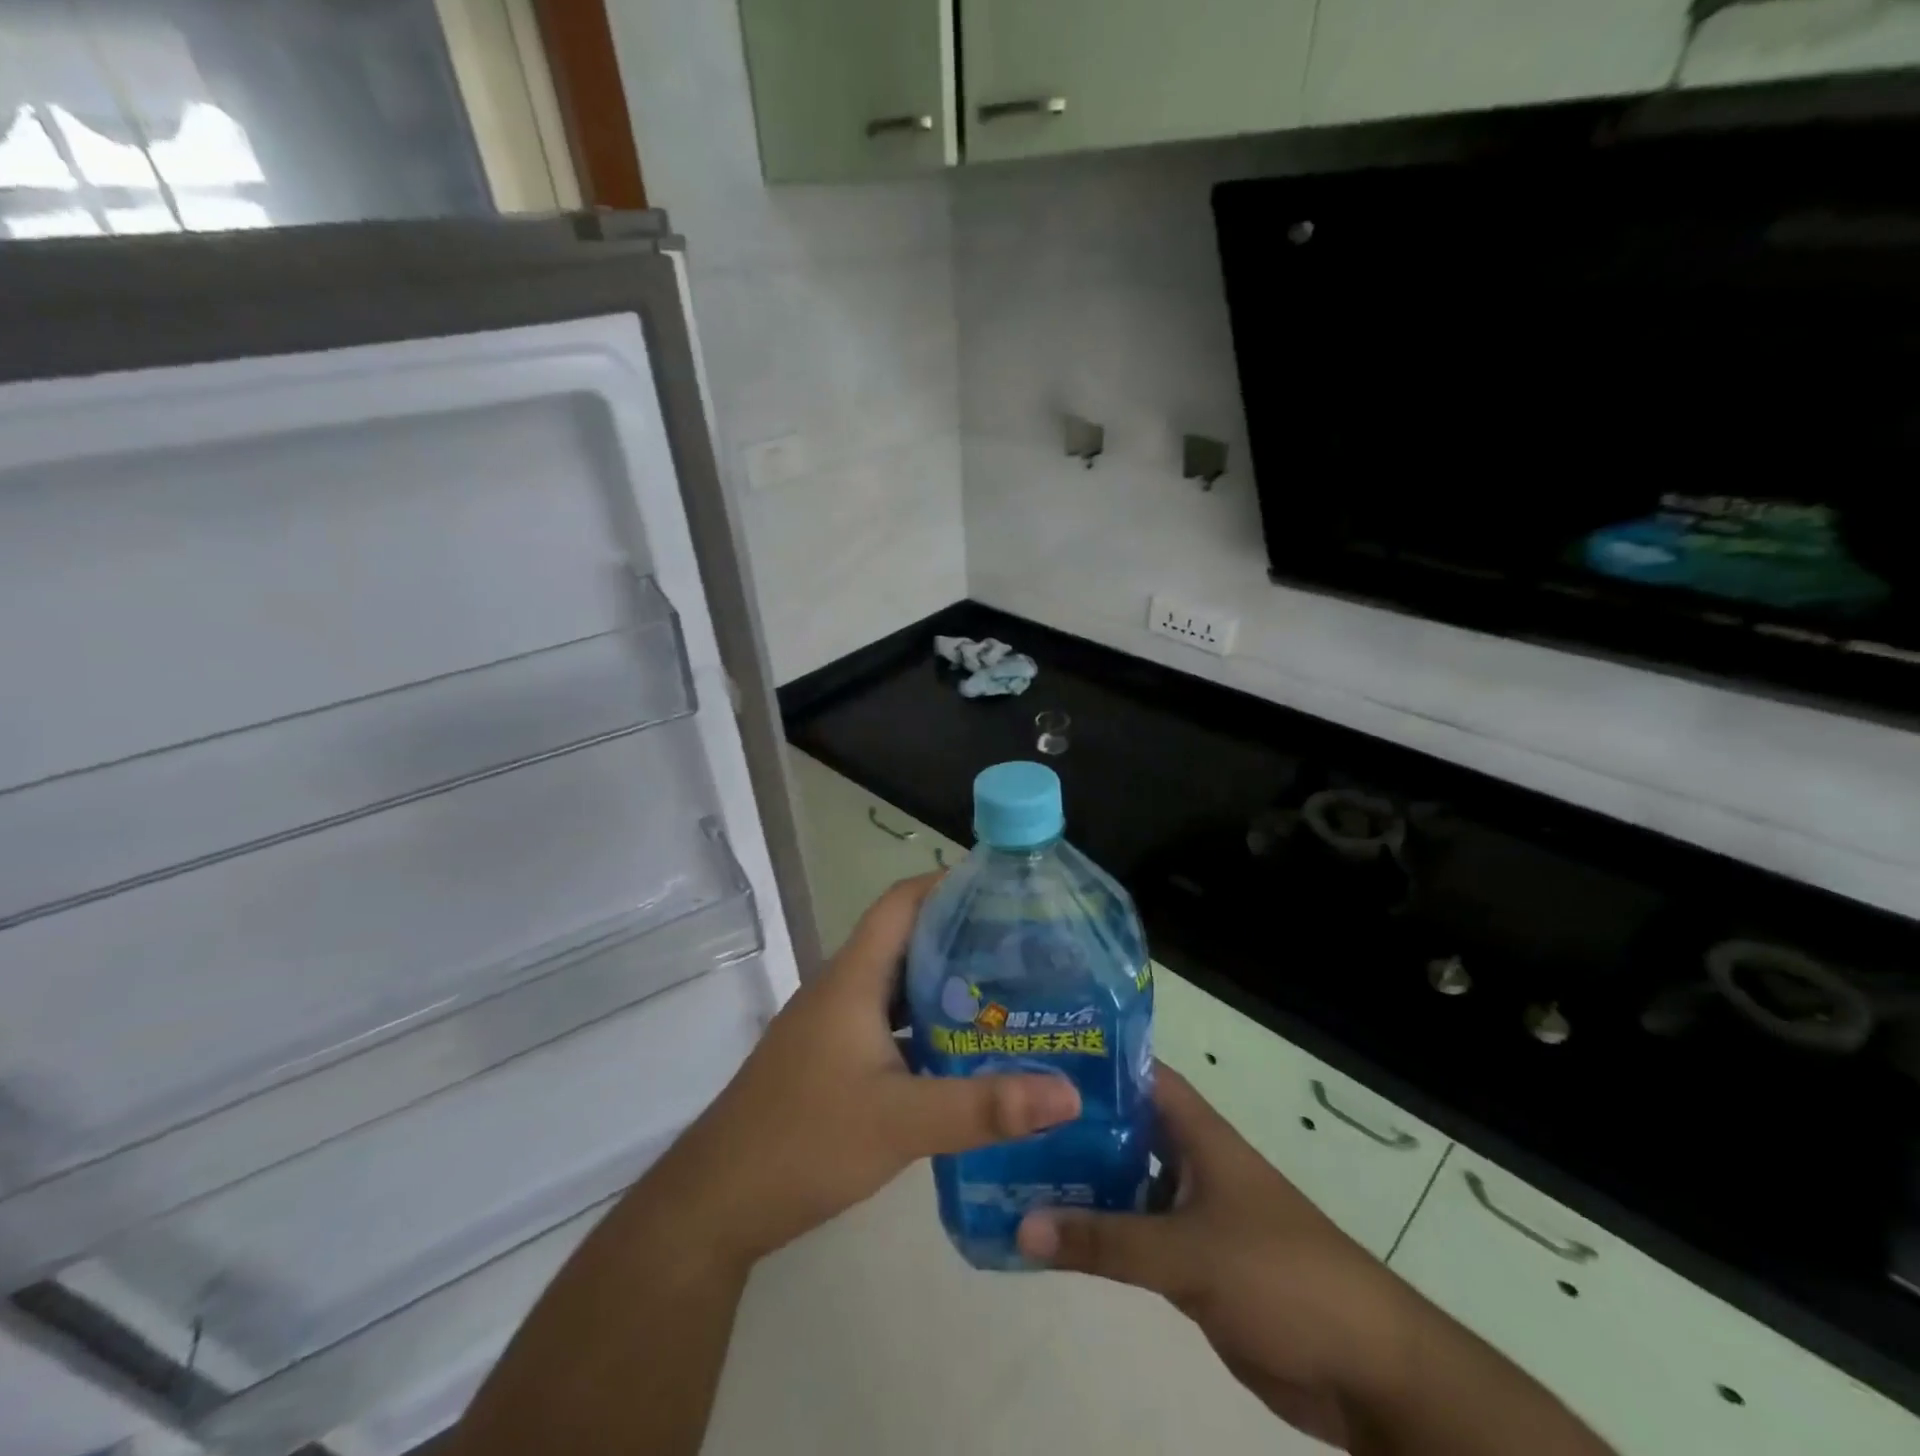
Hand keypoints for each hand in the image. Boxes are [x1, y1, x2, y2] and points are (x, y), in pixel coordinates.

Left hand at [649, 875, 1081, 1269]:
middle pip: (907, 938)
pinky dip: (928, 1024)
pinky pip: (890, 1022)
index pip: (903, 902)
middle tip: (1027, 946)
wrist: (718, 1202)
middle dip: (963, 934)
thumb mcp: (903, 1122)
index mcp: (854, 977)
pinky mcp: (833, 1057)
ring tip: (1010, 993)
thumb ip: (985, 1107)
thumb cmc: (805, 1140)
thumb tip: (1069, 1092)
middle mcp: (844, 987)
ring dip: (947, 983)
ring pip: (900, 984)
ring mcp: (835, 1024)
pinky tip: (966, 1052)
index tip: (1005, 889)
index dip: (949, 883)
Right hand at [1015, 1066, 1414, 1448]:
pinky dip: (1098, 1234)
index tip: (1035, 1058)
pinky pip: (1133, 1238)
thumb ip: (1106, 1241)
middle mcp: (1190, 1162)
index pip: (1139, 1075)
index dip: (1093, 1062)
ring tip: (1014, 1171)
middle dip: (1072, 1126)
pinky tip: (1052, 1234)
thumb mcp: (1189, 1252)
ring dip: (1080, 1183)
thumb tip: (1022, 1225)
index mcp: (1198, 1134)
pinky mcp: (1191, 1264)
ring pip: (1124, 1185)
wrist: (1365, 1368)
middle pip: (1123, 1130)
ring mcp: (1190, 1213)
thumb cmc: (1281, 1275)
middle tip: (1008, 1121)